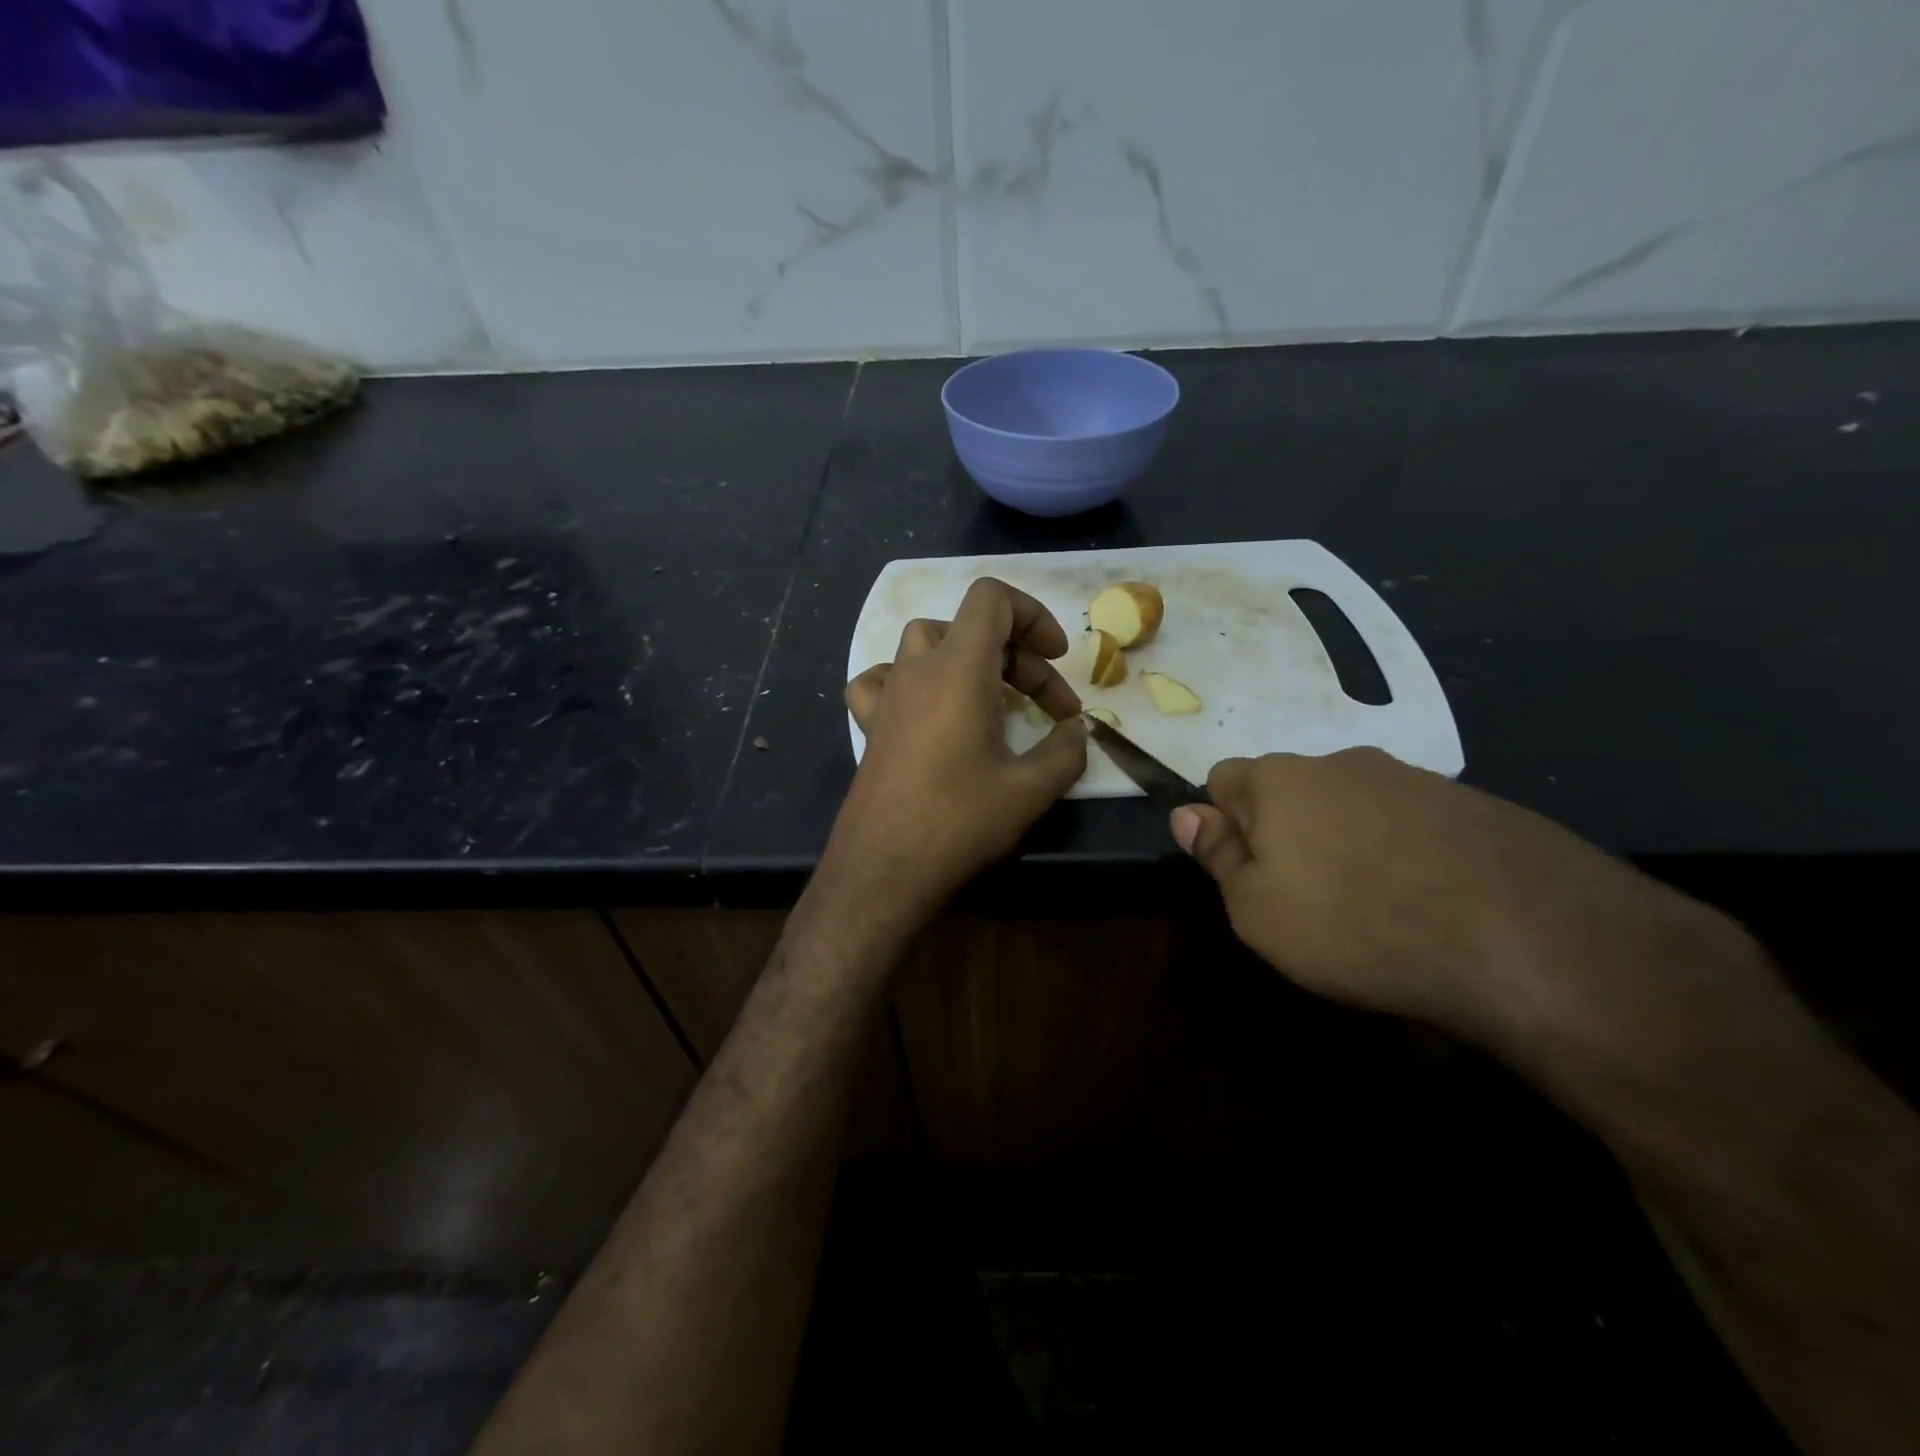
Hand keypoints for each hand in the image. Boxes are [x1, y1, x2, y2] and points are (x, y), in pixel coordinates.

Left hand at [832, 577, 1087, 916]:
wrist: (883, 869)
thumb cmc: (957, 821)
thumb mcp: (1029, 790)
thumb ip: (1066, 752)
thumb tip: (1076, 734)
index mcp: (959, 669)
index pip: (990, 598)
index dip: (1032, 614)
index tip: (1057, 659)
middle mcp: (917, 670)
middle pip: (970, 628)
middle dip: (1020, 658)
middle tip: (1053, 710)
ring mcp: (888, 696)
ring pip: (927, 644)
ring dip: (968, 659)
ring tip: (994, 699)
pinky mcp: (871, 725)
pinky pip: (884, 678)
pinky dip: (912, 680)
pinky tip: (928, 710)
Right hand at [1170, 748, 1724, 1041]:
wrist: (1524, 936)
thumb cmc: (1356, 924)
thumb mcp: (1257, 911)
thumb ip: (1217, 857)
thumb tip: (1186, 814)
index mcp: (1280, 780)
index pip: (1223, 779)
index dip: (1224, 824)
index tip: (1246, 872)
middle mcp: (1342, 762)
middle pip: (1290, 789)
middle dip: (1285, 831)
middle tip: (1305, 896)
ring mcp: (1413, 777)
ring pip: (1352, 804)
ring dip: (1346, 841)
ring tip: (1372, 905)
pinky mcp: (1472, 803)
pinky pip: (1409, 821)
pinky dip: (1402, 851)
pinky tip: (1427, 900)